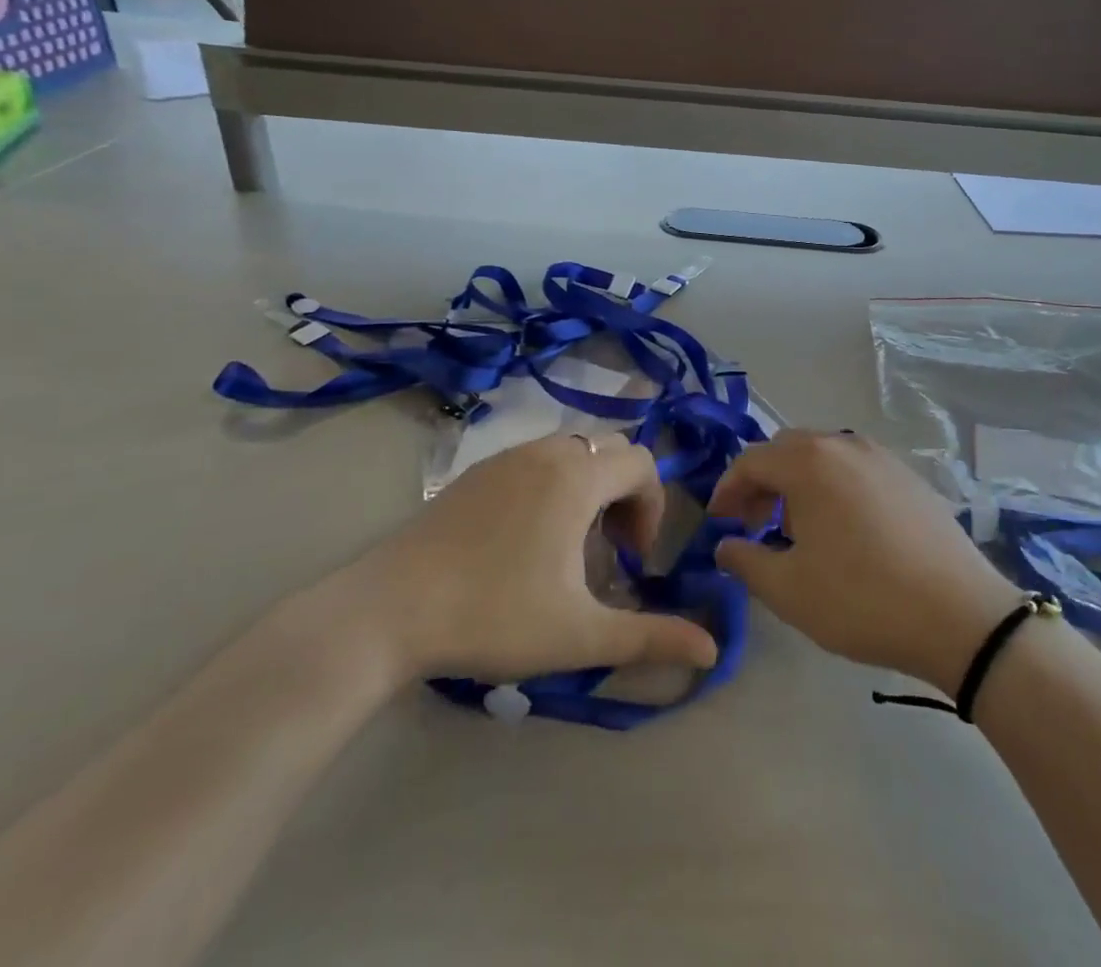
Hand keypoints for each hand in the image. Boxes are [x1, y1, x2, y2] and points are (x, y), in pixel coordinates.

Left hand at [329, 433, 719, 689]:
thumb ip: (650, 637)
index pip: (642, 463)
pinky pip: (534, 460)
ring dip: (589, 488)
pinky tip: (527, 540)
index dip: (652, 508)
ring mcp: (505, 458)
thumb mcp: (580, 634)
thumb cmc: (494, 616)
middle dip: (624, 495)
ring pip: (570, 452)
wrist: (388, 611)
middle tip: (610, 551)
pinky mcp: (474, 473)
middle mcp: (545, 452)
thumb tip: (712, 649)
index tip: (633, 561)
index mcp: (576, 477)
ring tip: (572, 545)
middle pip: (609, 451)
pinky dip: (552, 485)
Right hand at [709, 431, 1022, 694]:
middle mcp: (843, 444)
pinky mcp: (909, 477)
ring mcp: (881, 457)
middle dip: (761, 484)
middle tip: (753, 525)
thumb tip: (725, 544)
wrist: (960, 615)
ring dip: (797, 485)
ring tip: (796, 530)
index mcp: (809, 461)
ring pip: (822, 457)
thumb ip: (745, 561)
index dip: (727, 490)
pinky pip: (854, 470)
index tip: (718, 523)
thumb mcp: (789, 590)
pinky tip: (842, 531)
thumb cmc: (862, 599)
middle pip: (786, 451)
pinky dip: (832, 488)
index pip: (750, 460)